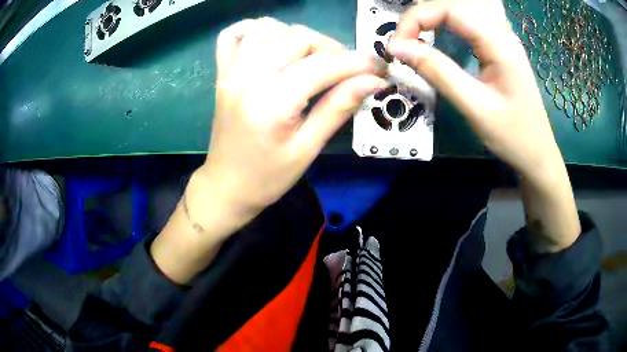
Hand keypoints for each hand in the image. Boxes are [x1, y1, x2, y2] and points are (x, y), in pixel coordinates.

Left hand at [151, 18, 385, 282]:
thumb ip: (338, 108)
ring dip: (297, 37)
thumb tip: (372, 81)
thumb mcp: (307, 149)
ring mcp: (230, 72)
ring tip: (310, 59)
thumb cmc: (268, 177)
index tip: (377, 68)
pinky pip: (233, 35)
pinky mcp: (221, 73)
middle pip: (298, 36)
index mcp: (270, 103)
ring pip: (269, 28)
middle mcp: (247, 78)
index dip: (356, 63)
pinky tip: (271, 43)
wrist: (227, 186)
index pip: (322, 65)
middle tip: (345, 70)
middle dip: (331, 48)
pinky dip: (256, 30)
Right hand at [387, 0, 560, 182]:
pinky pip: (468, 20)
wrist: (538, 153)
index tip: (396, 45)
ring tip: (415, 37)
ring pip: (460, 9)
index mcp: (499, 43)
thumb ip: (437, 72)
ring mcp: (502, 36)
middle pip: (453, 4)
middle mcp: (501, 31)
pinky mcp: (500, 45)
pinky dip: (445, 22)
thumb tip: (397, 48)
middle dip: (421, 16)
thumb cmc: (512, 136)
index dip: (416, 18)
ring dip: (432, 17)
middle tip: (403, 43)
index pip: (449, 8)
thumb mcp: (475, 107)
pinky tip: (438, 34)